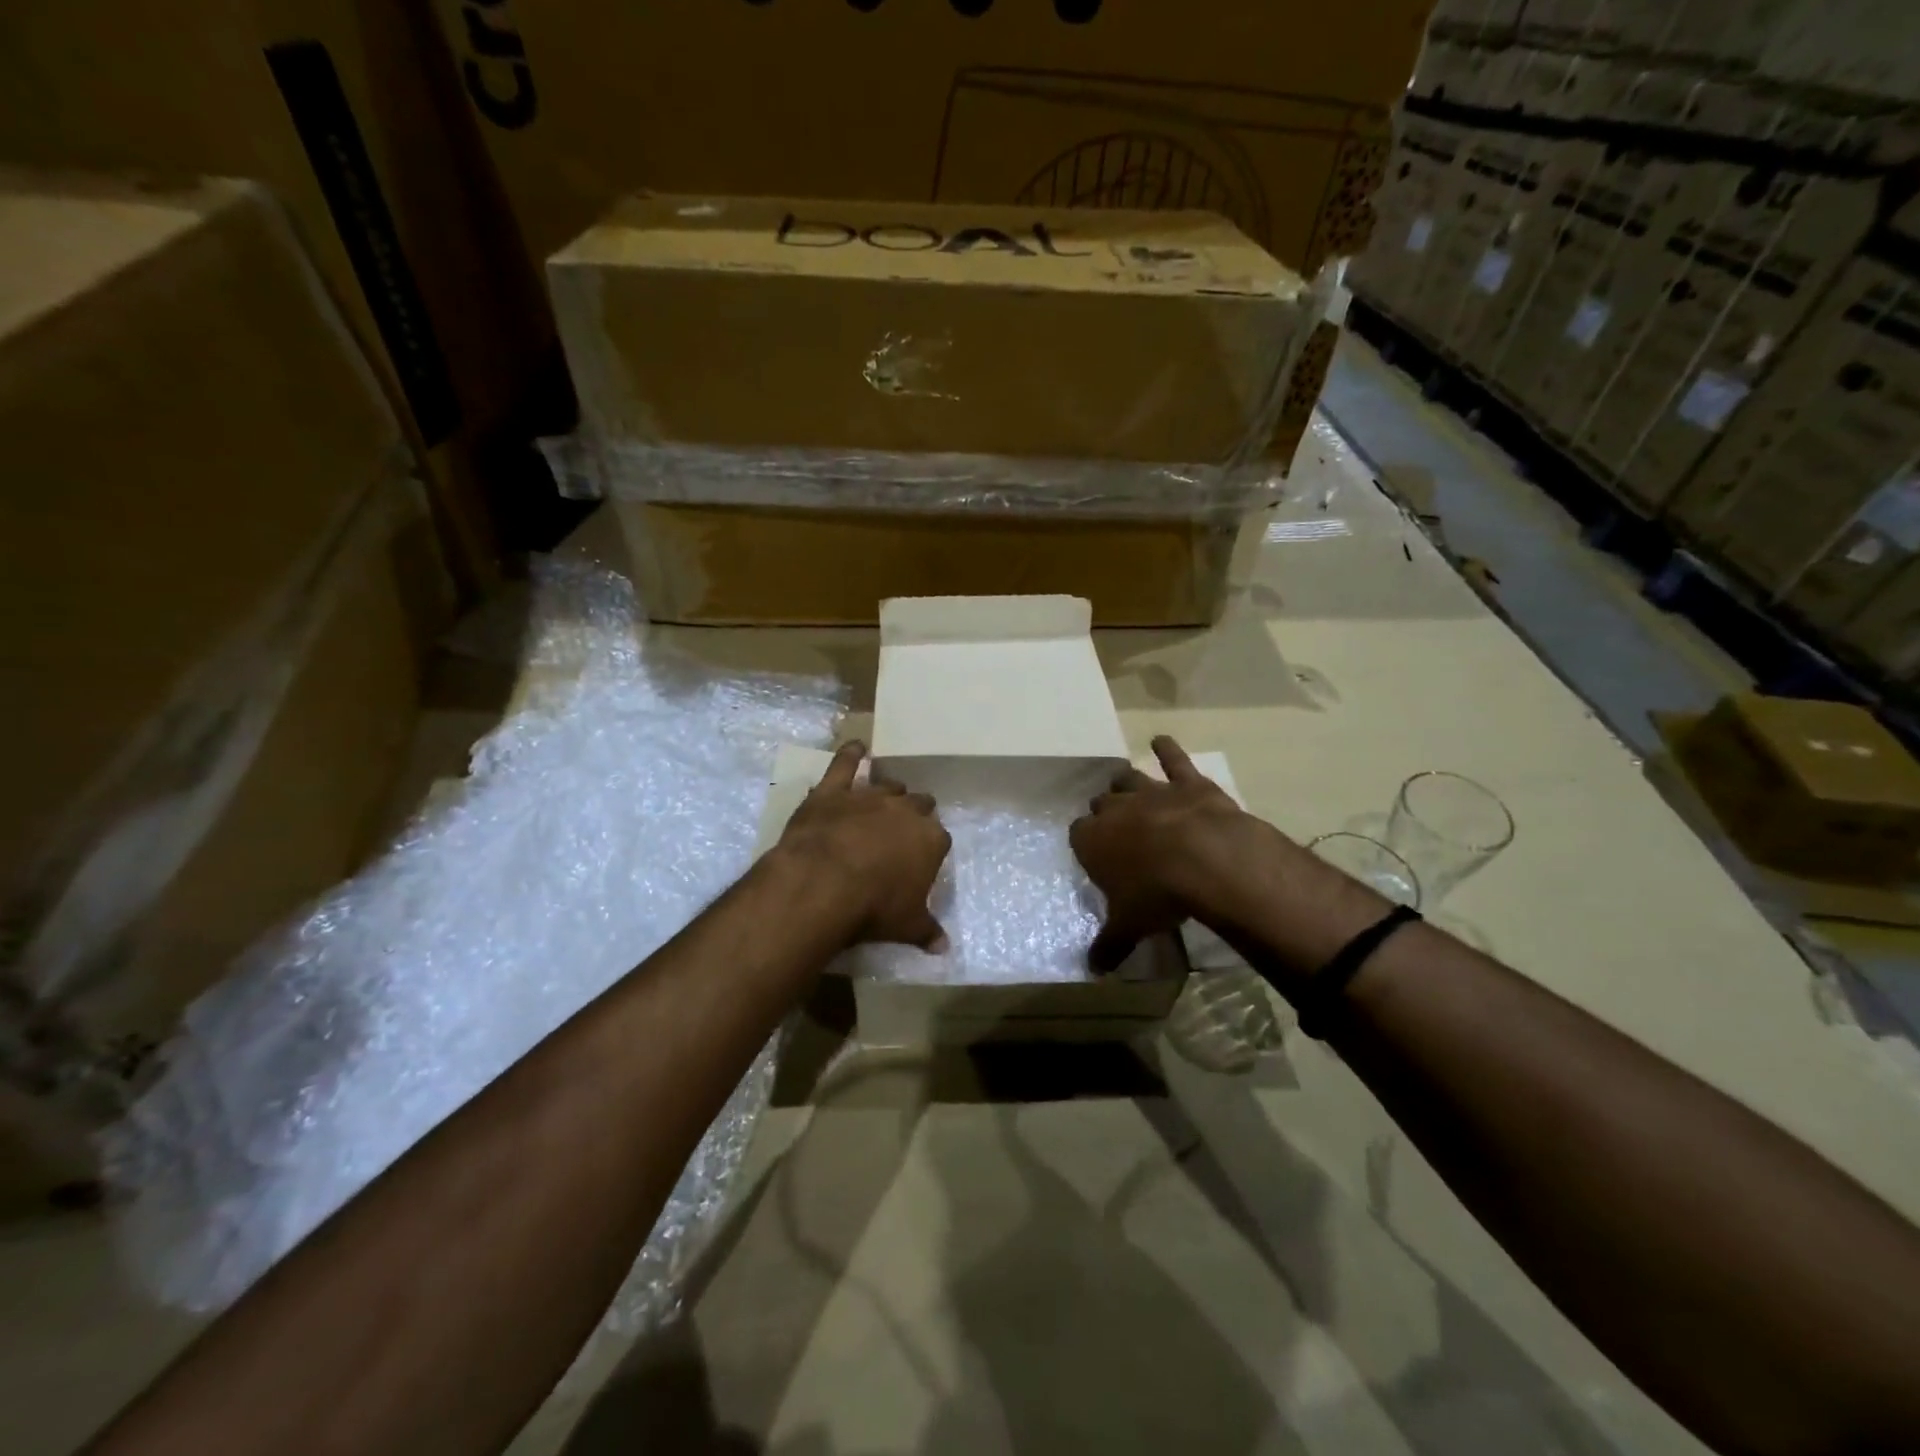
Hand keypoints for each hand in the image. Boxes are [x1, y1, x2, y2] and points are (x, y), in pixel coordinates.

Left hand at [776, 741, 951, 951]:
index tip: (923, 858)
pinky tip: (857, 747)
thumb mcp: (906, 926)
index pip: (940, 838)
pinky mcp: (834, 791)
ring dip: (889, 792)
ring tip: (886, 798)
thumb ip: (927, 931)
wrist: (824, 884)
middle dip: (915, 813)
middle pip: (919, 804)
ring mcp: (869, 797)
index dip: (931, 847)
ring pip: (888, 786)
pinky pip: (845, 764)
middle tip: (905, 828)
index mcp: (930, 840)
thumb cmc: (873, 908)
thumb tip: (944, 948)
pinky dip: (851, 755)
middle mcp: (904, 811)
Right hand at [1072, 736, 1395, 976]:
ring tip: (1124, 786)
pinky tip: (1161, 739)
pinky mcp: (1186, 782)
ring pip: (1127, 778)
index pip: (1078, 835)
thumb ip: (1110, 946)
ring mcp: (1150, 791)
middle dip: (1105, 812)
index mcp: (1093, 841)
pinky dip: (1168, 748)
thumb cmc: (1157, 895)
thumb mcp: (1130, 927)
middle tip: (1114, 827)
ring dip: (1125, 782)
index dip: (1085, 844)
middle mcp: (1115, 810)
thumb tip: (1094, 971)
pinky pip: (1173, 759)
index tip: (1093, 855)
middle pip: (1101, 804)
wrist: (1205, 860)